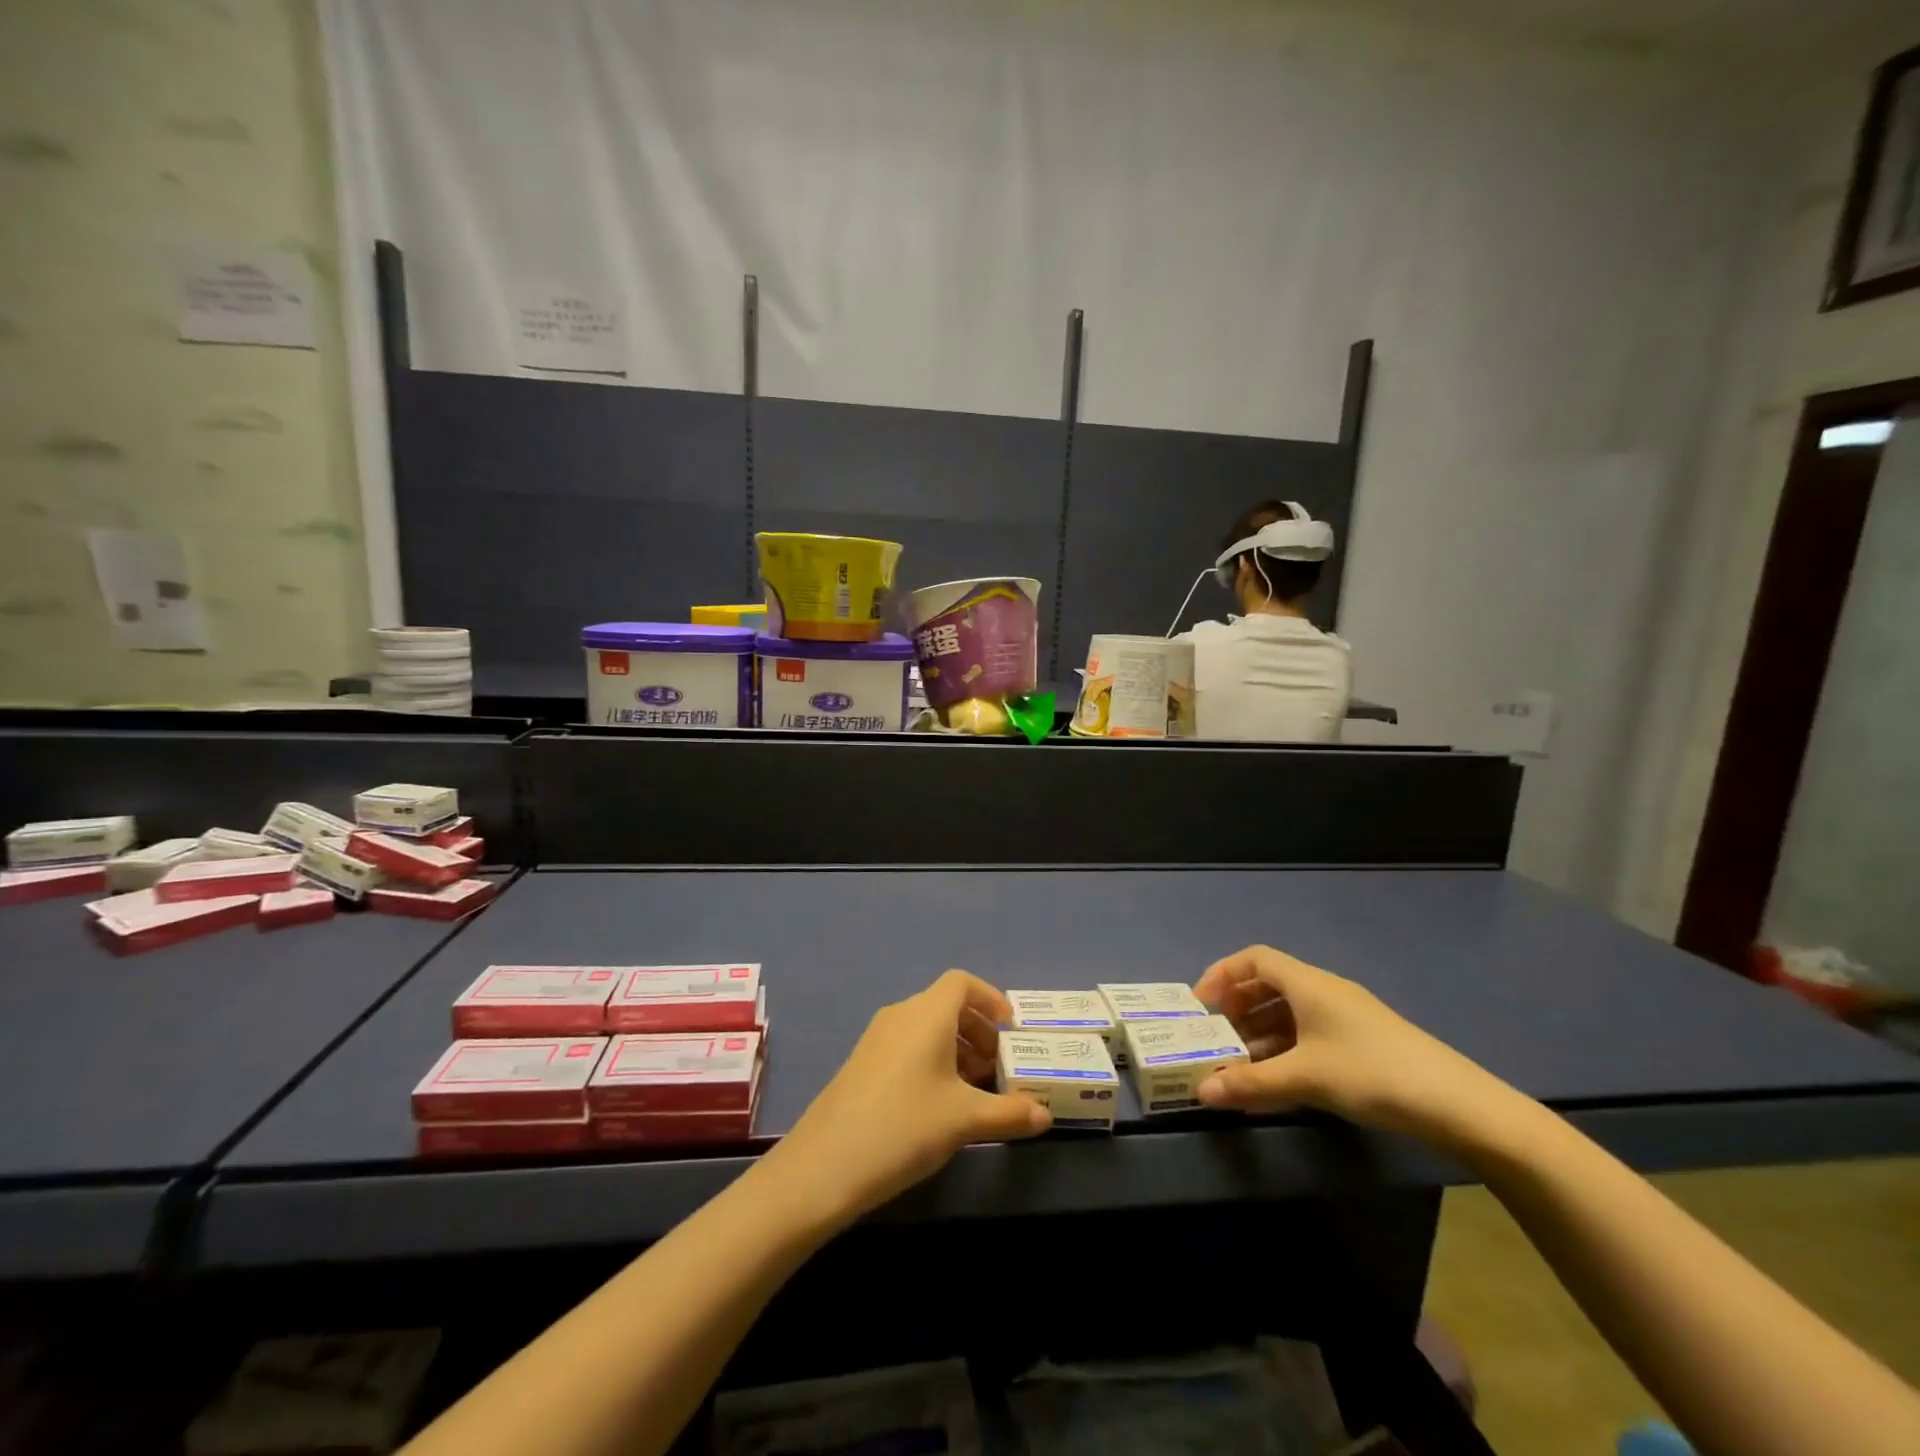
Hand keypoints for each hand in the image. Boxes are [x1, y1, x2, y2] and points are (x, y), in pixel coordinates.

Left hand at [763, 970, 1051, 1224]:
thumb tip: (1045, 1116)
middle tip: (998, 1067)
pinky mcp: (862, 1063)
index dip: (990, 998)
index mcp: (927, 1014)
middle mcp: (901, 1015)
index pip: (962, 982)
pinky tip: (939, 1104)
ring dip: (955, 1048)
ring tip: (974, 1090)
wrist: (825, 1164)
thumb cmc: (905, 1126)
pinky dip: (931, 1060)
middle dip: (977, 1030)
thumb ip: (1009, 1113)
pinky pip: (907, 1045)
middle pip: (946, 1004)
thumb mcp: (965, 1121)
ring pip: (926, 1027)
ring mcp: (877, 1038)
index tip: (1011, 1029)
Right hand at [1193, 945, 1520, 1148]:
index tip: (1201, 1004)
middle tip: (1217, 1036)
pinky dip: (1286, 1046)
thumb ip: (1251, 1084)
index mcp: (1308, 983)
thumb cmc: (1371, 1074)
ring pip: (1290, 1011)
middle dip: (1238, 1007)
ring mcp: (1347, 1015)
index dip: (1222, 974)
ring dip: (1261, 1031)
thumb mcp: (1305, 1079)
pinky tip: (1281, 1078)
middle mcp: (1325, 990)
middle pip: (1270, 983)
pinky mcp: (1363, 1041)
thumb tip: (1202, 1092)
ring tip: (1242, 1063)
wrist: (1458, 1105)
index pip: (1254, 958)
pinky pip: (1310, 1031)